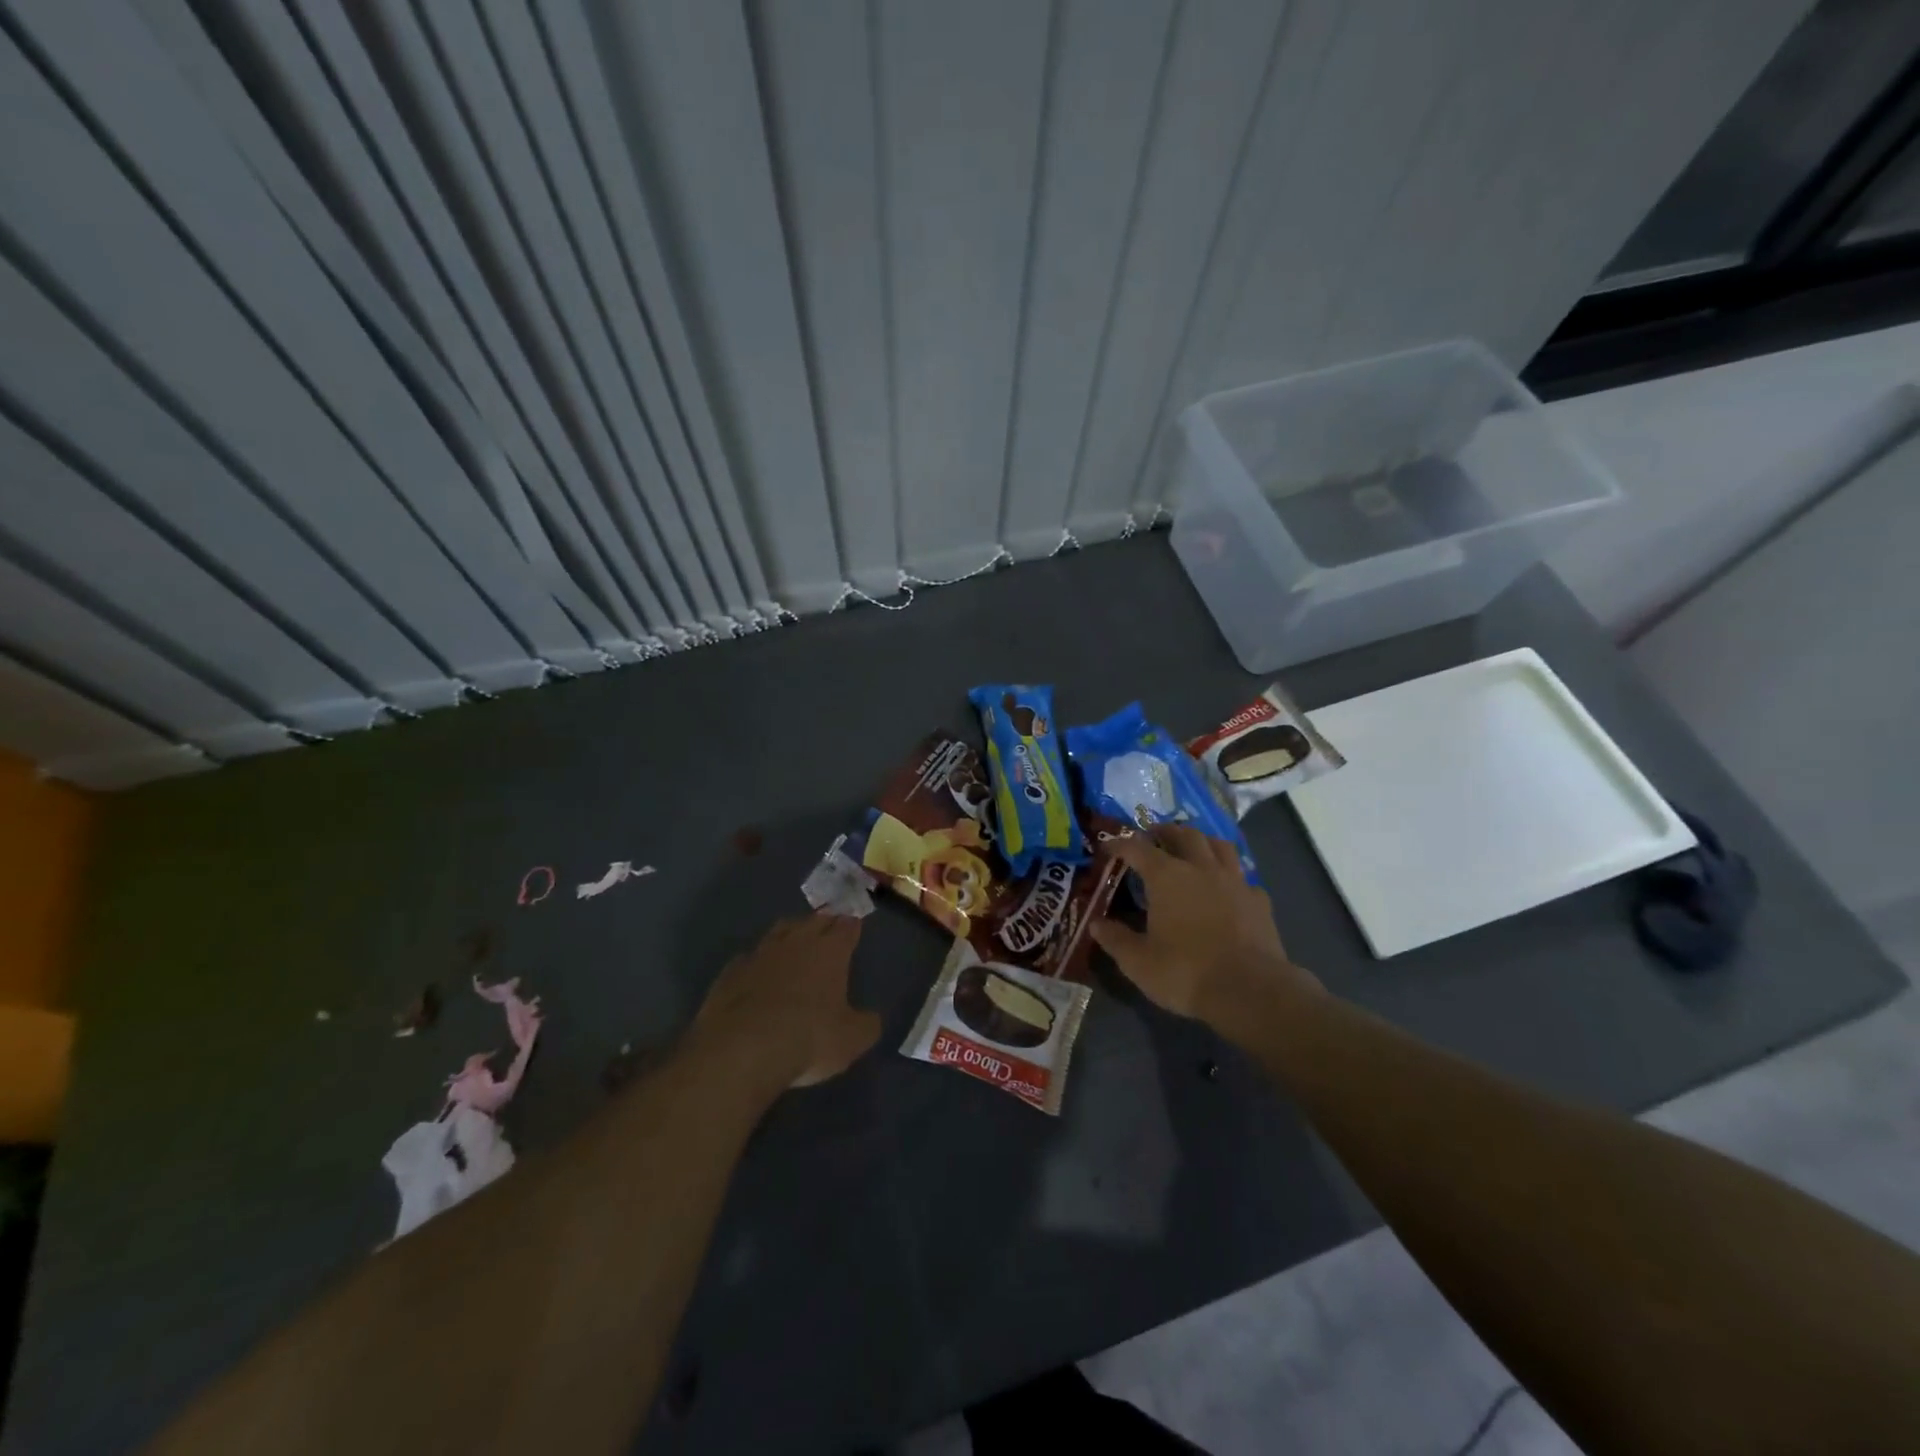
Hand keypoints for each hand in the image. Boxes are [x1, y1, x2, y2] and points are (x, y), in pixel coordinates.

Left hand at [693, 915, 881, 1088]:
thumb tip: (872, 1018)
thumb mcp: (851, 1040)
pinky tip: (758, 972)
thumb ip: (866, 1025)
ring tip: (795, 940)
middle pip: (814, 920)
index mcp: (830, 951)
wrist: (741, 1049)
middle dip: (824, 922)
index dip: (853, 925)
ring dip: (790, 933)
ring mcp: (760, 953)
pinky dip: (758, 961)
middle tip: (830, 927)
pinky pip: (750, 957)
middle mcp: (796, 942)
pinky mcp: (731, 971)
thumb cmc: (808, 1038)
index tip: (855, 925)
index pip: (847, 926)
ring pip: (780, 930)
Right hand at [1091, 825, 1319, 1027]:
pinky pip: (1242, 877)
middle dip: (1165, 831)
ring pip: (1219, 845)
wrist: (1250, 991)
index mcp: (1167, 876)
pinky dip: (1229, 876)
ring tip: (1192, 849)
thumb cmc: (1185, 972)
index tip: (1108, 847)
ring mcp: (1234, 881)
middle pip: (1183, 834)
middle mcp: (1201, 868)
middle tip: (1153, 837)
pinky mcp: (1259, 900)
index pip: (1137, 848)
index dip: (1120, 845)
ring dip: (1202, 842)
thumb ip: (1115, 939)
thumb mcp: (1138, 961)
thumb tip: (1095, 924)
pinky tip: (1226, 888)